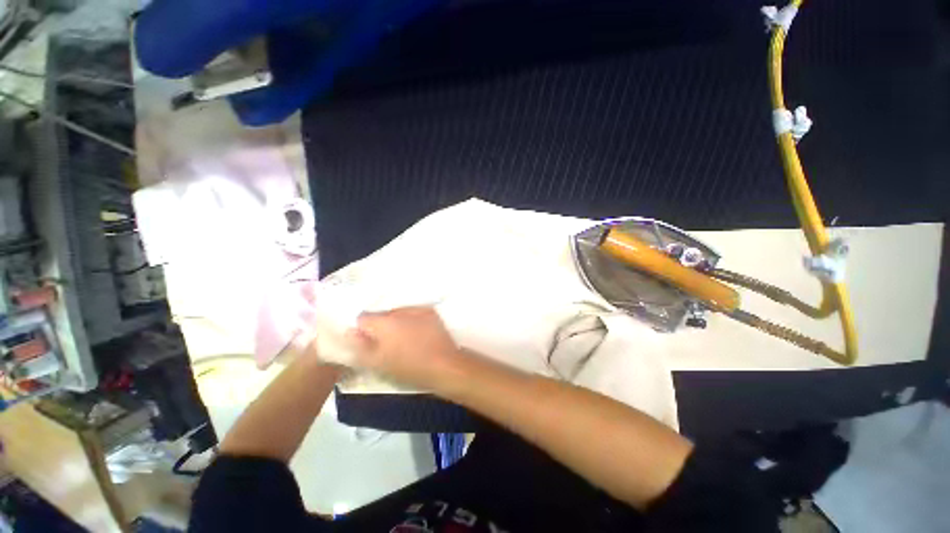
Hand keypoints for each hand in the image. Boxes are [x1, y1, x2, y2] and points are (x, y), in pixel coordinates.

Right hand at [347, 306, 461, 388]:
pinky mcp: (431, 311)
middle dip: (381, 326)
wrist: (443, 364)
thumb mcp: (378, 363)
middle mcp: (399, 310)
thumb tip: (350, 332)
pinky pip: (414, 313)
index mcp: (383, 322)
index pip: (363, 317)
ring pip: (399, 313)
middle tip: (387, 343)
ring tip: (405, 339)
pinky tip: (418, 334)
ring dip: (397, 323)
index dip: (363, 330)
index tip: (369, 342)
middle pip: (382, 314)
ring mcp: (417, 309)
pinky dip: (412, 320)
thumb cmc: (408, 367)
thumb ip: (360, 347)